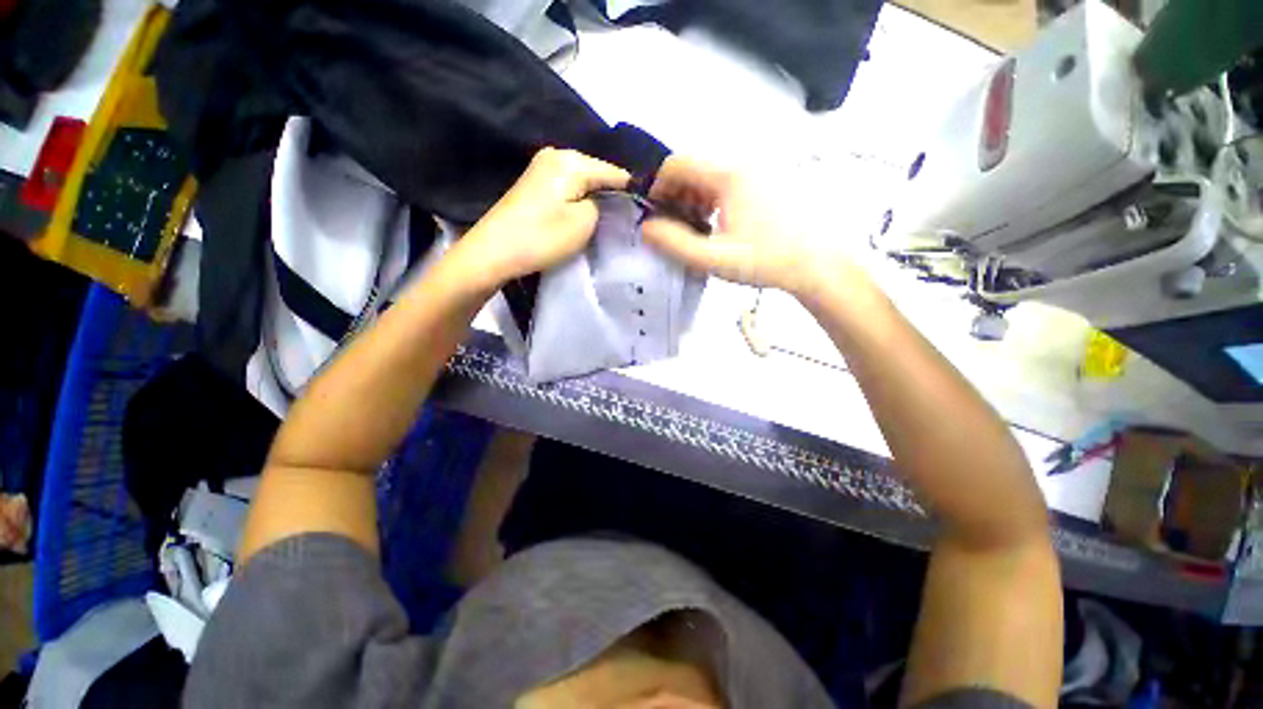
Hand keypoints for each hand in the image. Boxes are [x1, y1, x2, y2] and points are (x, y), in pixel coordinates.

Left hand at [456, 148, 628, 287]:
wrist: (493, 252)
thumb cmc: (542, 237)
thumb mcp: (584, 222)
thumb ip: (602, 204)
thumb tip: (605, 199)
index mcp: (571, 160)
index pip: (614, 171)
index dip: (632, 192)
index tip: (646, 212)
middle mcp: (556, 155)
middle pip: (598, 174)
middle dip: (613, 195)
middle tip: (629, 220)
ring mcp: (542, 169)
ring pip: (584, 183)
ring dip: (597, 200)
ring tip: (611, 221)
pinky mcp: (535, 186)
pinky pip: (569, 189)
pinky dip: (581, 202)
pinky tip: (587, 217)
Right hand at [642, 156, 856, 296]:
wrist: (816, 265)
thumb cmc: (765, 261)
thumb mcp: (713, 258)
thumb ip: (674, 243)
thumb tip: (646, 227)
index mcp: (728, 175)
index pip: (677, 165)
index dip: (657, 186)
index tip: (652, 213)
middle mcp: (742, 164)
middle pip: (693, 170)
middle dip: (674, 197)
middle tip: (670, 228)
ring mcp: (757, 173)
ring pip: (709, 179)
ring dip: (692, 201)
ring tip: (693, 232)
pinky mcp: (766, 184)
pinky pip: (727, 186)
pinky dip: (711, 203)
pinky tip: (715, 227)